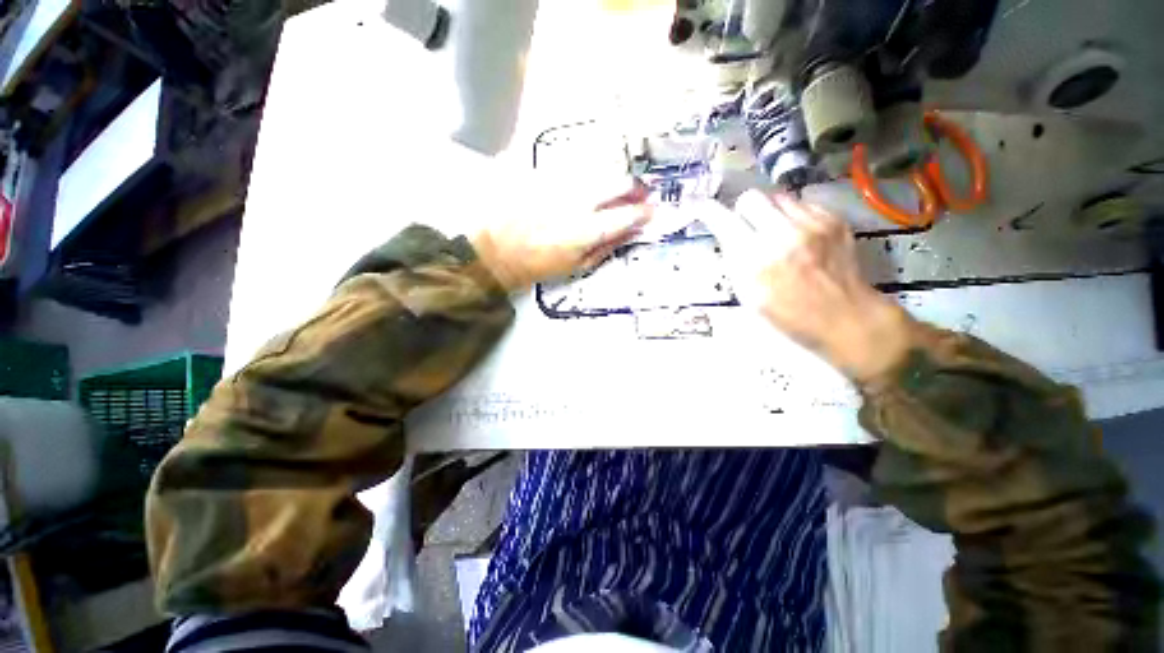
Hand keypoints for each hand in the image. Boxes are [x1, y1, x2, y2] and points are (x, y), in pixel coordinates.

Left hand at [471, 176, 652, 292]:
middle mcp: (576, 201)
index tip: (651, 211)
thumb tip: (631, 232)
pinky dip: (589, 173)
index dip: (642, 212)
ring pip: (598, 168)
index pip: (625, 215)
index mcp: (585, 231)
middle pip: (616, 182)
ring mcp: (559, 182)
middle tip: (639, 194)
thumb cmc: (538, 265)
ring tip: (615, 188)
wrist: (497, 250)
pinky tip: (587, 183)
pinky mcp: (543, 171)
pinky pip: (575, 165)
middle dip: (634, 187)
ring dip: (613, 178)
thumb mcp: (576, 266)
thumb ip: (607, 247)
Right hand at [699, 191, 914, 382]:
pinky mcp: (833, 220)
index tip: (703, 208)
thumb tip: (727, 235)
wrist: (845, 317)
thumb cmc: (789, 315)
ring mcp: (812, 224)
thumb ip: (735, 261)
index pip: (724, 221)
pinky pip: (802, 204)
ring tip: (777, 232)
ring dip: (770, 212)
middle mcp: (782, 235)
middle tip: (749, 227)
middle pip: (751, 198)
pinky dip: (794, 216)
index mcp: (755, 261)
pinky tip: (801, 237)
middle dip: (744, 211)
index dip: (709, 211)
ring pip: (778, 196)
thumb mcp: (748, 296)